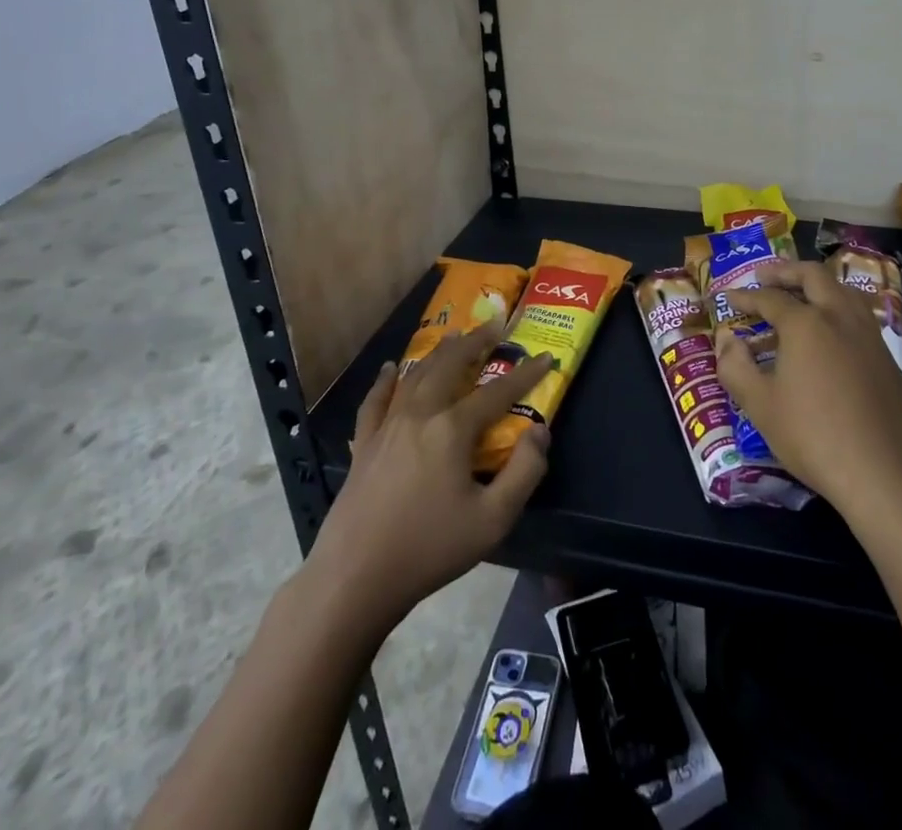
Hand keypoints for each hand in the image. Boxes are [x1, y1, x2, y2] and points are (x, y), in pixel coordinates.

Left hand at [307, 321, 553, 629]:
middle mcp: (420, 414)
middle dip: (476, 342)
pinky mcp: (364, 444)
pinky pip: (375, 401)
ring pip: (416, 375)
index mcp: (452, 429)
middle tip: (495, 324)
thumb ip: (524, 471)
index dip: (525, 373)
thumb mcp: (493, 519)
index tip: (545, 357)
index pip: (497, 391)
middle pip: (451, 365)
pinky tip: (388, 369)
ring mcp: (387, 426)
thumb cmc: (430, 548)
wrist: (356, 577)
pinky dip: (385, 381)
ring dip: (439, 352)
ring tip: (455, 336)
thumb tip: (540, 431)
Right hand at [717, 260, 901, 523]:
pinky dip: (837, 309)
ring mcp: (870, 336)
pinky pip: (859, 316)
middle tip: (764, 276)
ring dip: (817, 285)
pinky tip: (830, 334)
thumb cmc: (813, 437)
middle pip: (813, 276)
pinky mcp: (889, 359)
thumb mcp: (760, 405)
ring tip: (800, 295)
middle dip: (786, 271)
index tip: (728, 297)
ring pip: (843, 291)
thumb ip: (735, 365)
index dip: (745, 296)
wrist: (885, 475)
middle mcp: (840, 317)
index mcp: (806, 323)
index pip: (769, 298)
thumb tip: (727, 339)